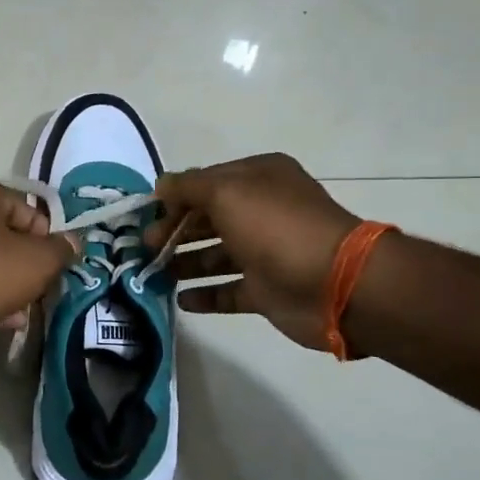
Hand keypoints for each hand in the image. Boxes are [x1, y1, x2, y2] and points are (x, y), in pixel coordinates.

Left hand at [0, 182, 74, 364]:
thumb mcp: (39, 260)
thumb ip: (61, 250)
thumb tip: (73, 243)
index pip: (27, 209)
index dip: (47, 237)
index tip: (55, 263)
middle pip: (7, 238)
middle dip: (28, 265)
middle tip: (43, 287)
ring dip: (12, 286)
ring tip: (27, 308)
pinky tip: (8, 321)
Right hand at [146, 153, 360, 350]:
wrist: (334, 283)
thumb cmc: (276, 227)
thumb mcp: (227, 192)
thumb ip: (188, 187)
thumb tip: (161, 186)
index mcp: (258, 179)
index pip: (206, 183)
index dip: (175, 198)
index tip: (146, 215)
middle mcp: (262, 211)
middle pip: (208, 219)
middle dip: (174, 231)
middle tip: (145, 248)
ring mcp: (265, 253)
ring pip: (215, 256)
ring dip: (184, 263)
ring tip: (154, 274)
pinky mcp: (267, 290)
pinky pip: (228, 292)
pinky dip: (205, 296)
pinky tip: (181, 300)